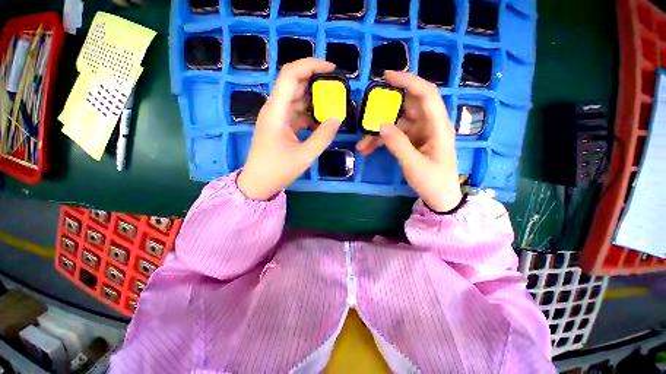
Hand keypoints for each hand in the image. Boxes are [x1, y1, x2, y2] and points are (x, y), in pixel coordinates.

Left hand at [237, 58, 340, 199]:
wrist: (258, 183)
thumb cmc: (278, 170)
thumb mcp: (304, 156)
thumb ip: (322, 137)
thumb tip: (337, 119)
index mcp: (276, 111)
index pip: (290, 75)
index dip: (310, 65)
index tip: (331, 69)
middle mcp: (274, 109)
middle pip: (294, 84)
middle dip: (316, 83)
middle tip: (336, 89)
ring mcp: (277, 117)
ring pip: (296, 99)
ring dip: (314, 100)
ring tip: (333, 105)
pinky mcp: (280, 126)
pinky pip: (296, 113)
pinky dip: (309, 115)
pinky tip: (322, 122)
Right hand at [357, 71, 462, 211]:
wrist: (440, 198)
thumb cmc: (433, 182)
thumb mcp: (414, 165)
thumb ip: (398, 145)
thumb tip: (381, 125)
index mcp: (438, 126)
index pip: (426, 94)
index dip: (408, 81)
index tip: (387, 77)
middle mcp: (430, 125)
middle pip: (406, 107)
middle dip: (385, 111)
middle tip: (366, 113)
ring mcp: (420, 133)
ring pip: (396, 123)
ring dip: (378, 132)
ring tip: (362, 144)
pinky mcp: (412, 141)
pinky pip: (395, 135)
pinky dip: (381, 141)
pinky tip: (368, 149)